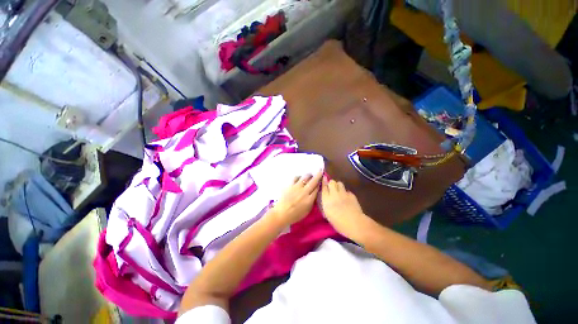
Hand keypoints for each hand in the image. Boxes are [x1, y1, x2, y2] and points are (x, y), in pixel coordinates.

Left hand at [269, 171, 322, 225]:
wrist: (282, 213)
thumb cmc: (295, 215)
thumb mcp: (307, 211)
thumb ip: (312, 202)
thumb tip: (315, 194)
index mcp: (309, 199)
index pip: (317, 188)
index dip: (320, 183)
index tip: (322, 180)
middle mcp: (304, 192)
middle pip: (313, 181)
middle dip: (318, 175)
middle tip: (320, 170)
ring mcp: (297, 187)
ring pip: (305, 177)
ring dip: (309, 175)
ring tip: (310, 175)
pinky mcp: (290, 185)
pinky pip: (296, 178)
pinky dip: (299, 176)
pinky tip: (300, 178)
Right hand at [320, 178, 372, 241]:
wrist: (354, 223)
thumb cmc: (338, 223)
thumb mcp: (327, 214)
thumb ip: (326, 204)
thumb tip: (326, 199)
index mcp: (326, 199)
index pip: (324, 187)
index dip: (323, 183)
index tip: (323, 181)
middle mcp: (334, 194)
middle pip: (332, 182)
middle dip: (331, 183)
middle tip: (331, 188)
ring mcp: (344, 193)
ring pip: (340, 183)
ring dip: (338, 186)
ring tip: (339, 191)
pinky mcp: (352, 195)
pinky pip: (347, 191)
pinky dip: (346, 193)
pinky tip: (347, 198)